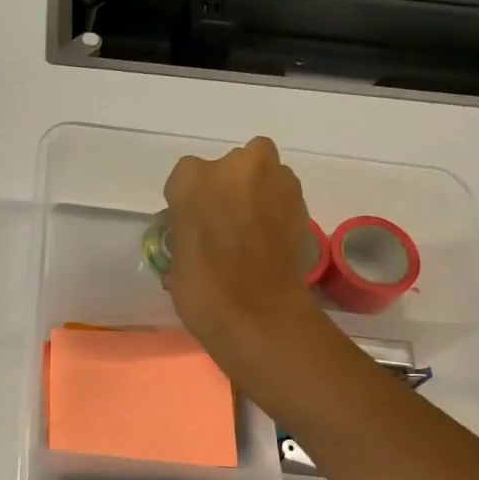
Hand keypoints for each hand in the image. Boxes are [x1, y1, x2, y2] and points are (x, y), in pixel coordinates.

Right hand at [162, 137, 324, 403]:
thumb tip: (198, 233)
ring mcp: (275, 180)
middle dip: (230, 186)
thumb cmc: (203, 290)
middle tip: (225, 221)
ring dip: (257, 193)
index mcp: (192, 180)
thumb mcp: (176, 260)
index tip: (192, 224)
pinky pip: (283, 196)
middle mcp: (235, 167)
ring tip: (250, 232)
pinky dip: (276, 210)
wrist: (260, 315)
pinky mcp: (302, 201)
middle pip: (232, 164)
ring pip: (264, 174)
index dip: (189, 200)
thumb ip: (186, 231)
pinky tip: (269, 241)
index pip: (185, 177)